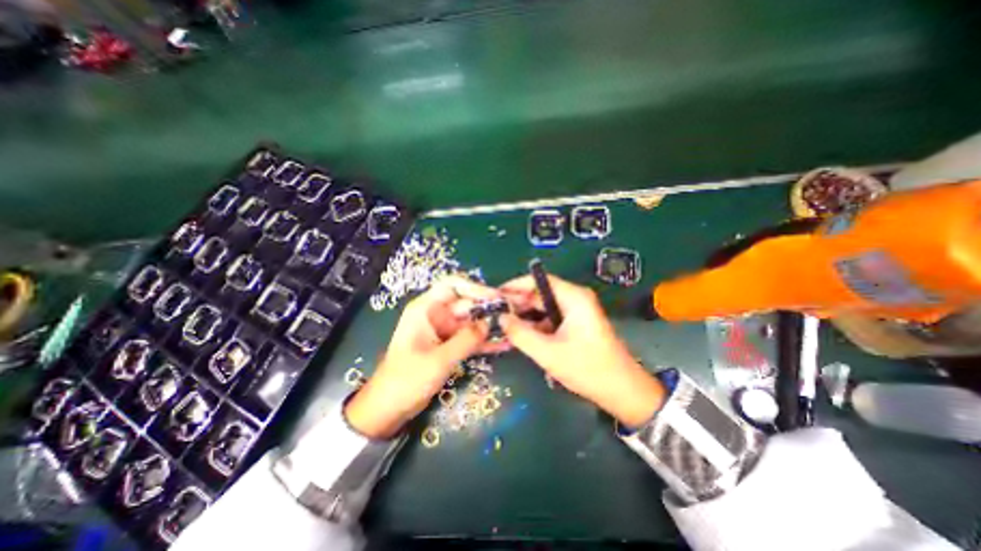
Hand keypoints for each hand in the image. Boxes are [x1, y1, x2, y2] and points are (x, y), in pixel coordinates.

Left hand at [344, 276, 504, 438]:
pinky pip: (470, 338)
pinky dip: (485, 341)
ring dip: (491, 326)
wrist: (389, 407)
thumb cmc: (407, 379)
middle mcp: (436, 314)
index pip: (453, 285)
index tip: (496, 298)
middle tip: (514, 314)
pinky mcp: (450, 345)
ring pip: (472, 321)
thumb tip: (490, 323)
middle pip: (467, 304)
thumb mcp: (439, 359)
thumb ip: (466, 340)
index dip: (475, 288)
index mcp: (426, 309)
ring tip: (514, 329)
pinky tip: (504, 345)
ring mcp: (444, 331)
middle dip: (490, 309)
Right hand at [498, 274, 666, 425]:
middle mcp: (575, 298)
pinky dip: (535, 324)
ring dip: (525, 314)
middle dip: (518, 302)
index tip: (495, 296)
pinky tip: (521, 334)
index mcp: (573, 297)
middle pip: (540, 292)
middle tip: (495, 314)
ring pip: (543, 306)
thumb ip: (521, 333)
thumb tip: (500, 317)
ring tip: (503, 324)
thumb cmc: (587, 369)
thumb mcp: (548, 353)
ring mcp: (576, 311)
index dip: (515, 286)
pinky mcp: (575, 323)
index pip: (538, 280)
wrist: (623, 391)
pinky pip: (550, 317)